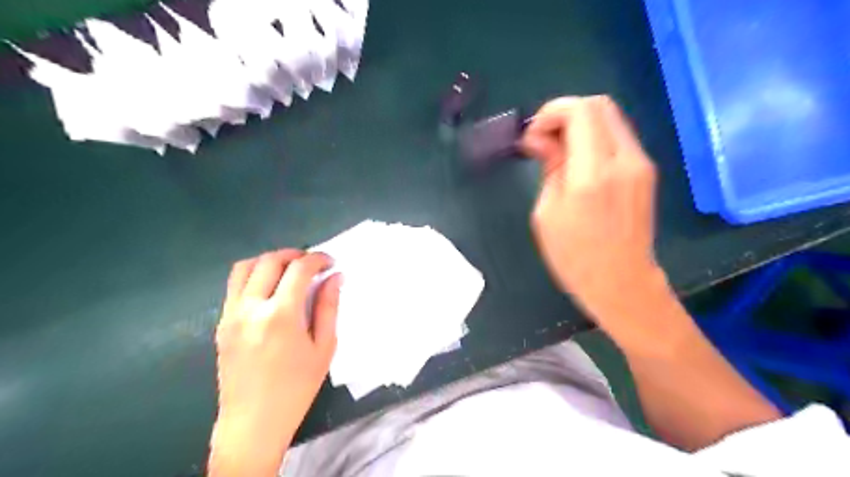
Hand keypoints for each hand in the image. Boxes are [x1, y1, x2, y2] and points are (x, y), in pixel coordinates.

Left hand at [209, 249, 340, 475]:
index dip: (318, 259)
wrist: (253, 422)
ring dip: (269, 261)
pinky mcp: (221, 323)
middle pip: (270, 261)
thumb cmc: (296, 387)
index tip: (330, 262)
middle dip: (295, 255)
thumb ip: (329, 307)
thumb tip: (335, 277)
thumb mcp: (324, 347)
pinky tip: (270, 290)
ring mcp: (231, 315)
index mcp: (281, 315)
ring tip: (288, 270)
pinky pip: (234, 286)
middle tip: (312, 264)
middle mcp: (251, 308)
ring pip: (244, 267)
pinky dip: (254, 276)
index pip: (299, 269)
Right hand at [521, 96, 666, 339]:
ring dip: (580, 125)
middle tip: (544, 140)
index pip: (580, 111)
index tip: (533, 136)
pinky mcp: (645, 171)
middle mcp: (624, 160)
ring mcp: (641, 164)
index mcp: (593, 174)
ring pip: (610, 118)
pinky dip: (594, 137)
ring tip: (559, 152)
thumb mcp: (547, 213)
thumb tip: (542, 139)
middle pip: (599, 105)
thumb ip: (550, 167)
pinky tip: (579, 162)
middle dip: (565, 113)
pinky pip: (618, 137)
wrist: (622, 283)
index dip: (551, 112)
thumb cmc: (575, 257)